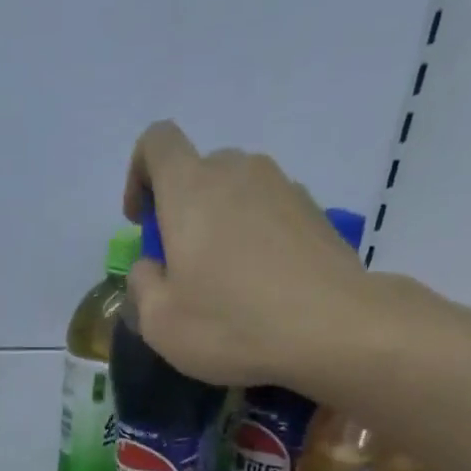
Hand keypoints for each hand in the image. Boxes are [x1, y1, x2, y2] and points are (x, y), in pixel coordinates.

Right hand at [121, 120, 387, 388]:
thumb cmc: (231, 324)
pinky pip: (270, 217)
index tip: (142, 223)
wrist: (330, 328)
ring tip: (227, 286)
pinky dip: (257, 243)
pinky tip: (262, 291)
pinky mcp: (314, 212)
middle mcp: (238, 171)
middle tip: (184, 271)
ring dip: (222, 229)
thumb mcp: (161, 323)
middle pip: (199, 173)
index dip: (140, 175)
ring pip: (237, 195)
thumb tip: (150, 267)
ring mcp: (282, 187)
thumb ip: (142, 286)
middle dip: (183, 213)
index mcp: (190, 189)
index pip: (157, 143)